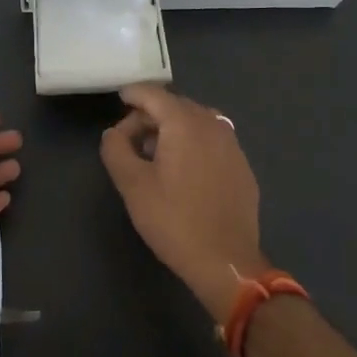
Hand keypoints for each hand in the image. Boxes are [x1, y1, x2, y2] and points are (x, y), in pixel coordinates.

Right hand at [100, 84, 265, 322]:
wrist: (226, 262)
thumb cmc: (174, 220)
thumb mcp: (133, 185)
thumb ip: (116, 149)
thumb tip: (114, 133)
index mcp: (185, 123)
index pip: (153, 93)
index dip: (132, 94)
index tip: (118, 102)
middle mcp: (212, 124)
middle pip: (175, 105)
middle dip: (150, 115)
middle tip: (130, 141)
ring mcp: (232, 145)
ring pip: (195, 122)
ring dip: (172, 130)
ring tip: (155, 157)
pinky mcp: (242, 166)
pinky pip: (212, 141)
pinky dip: (193, 144)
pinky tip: (183, 173)